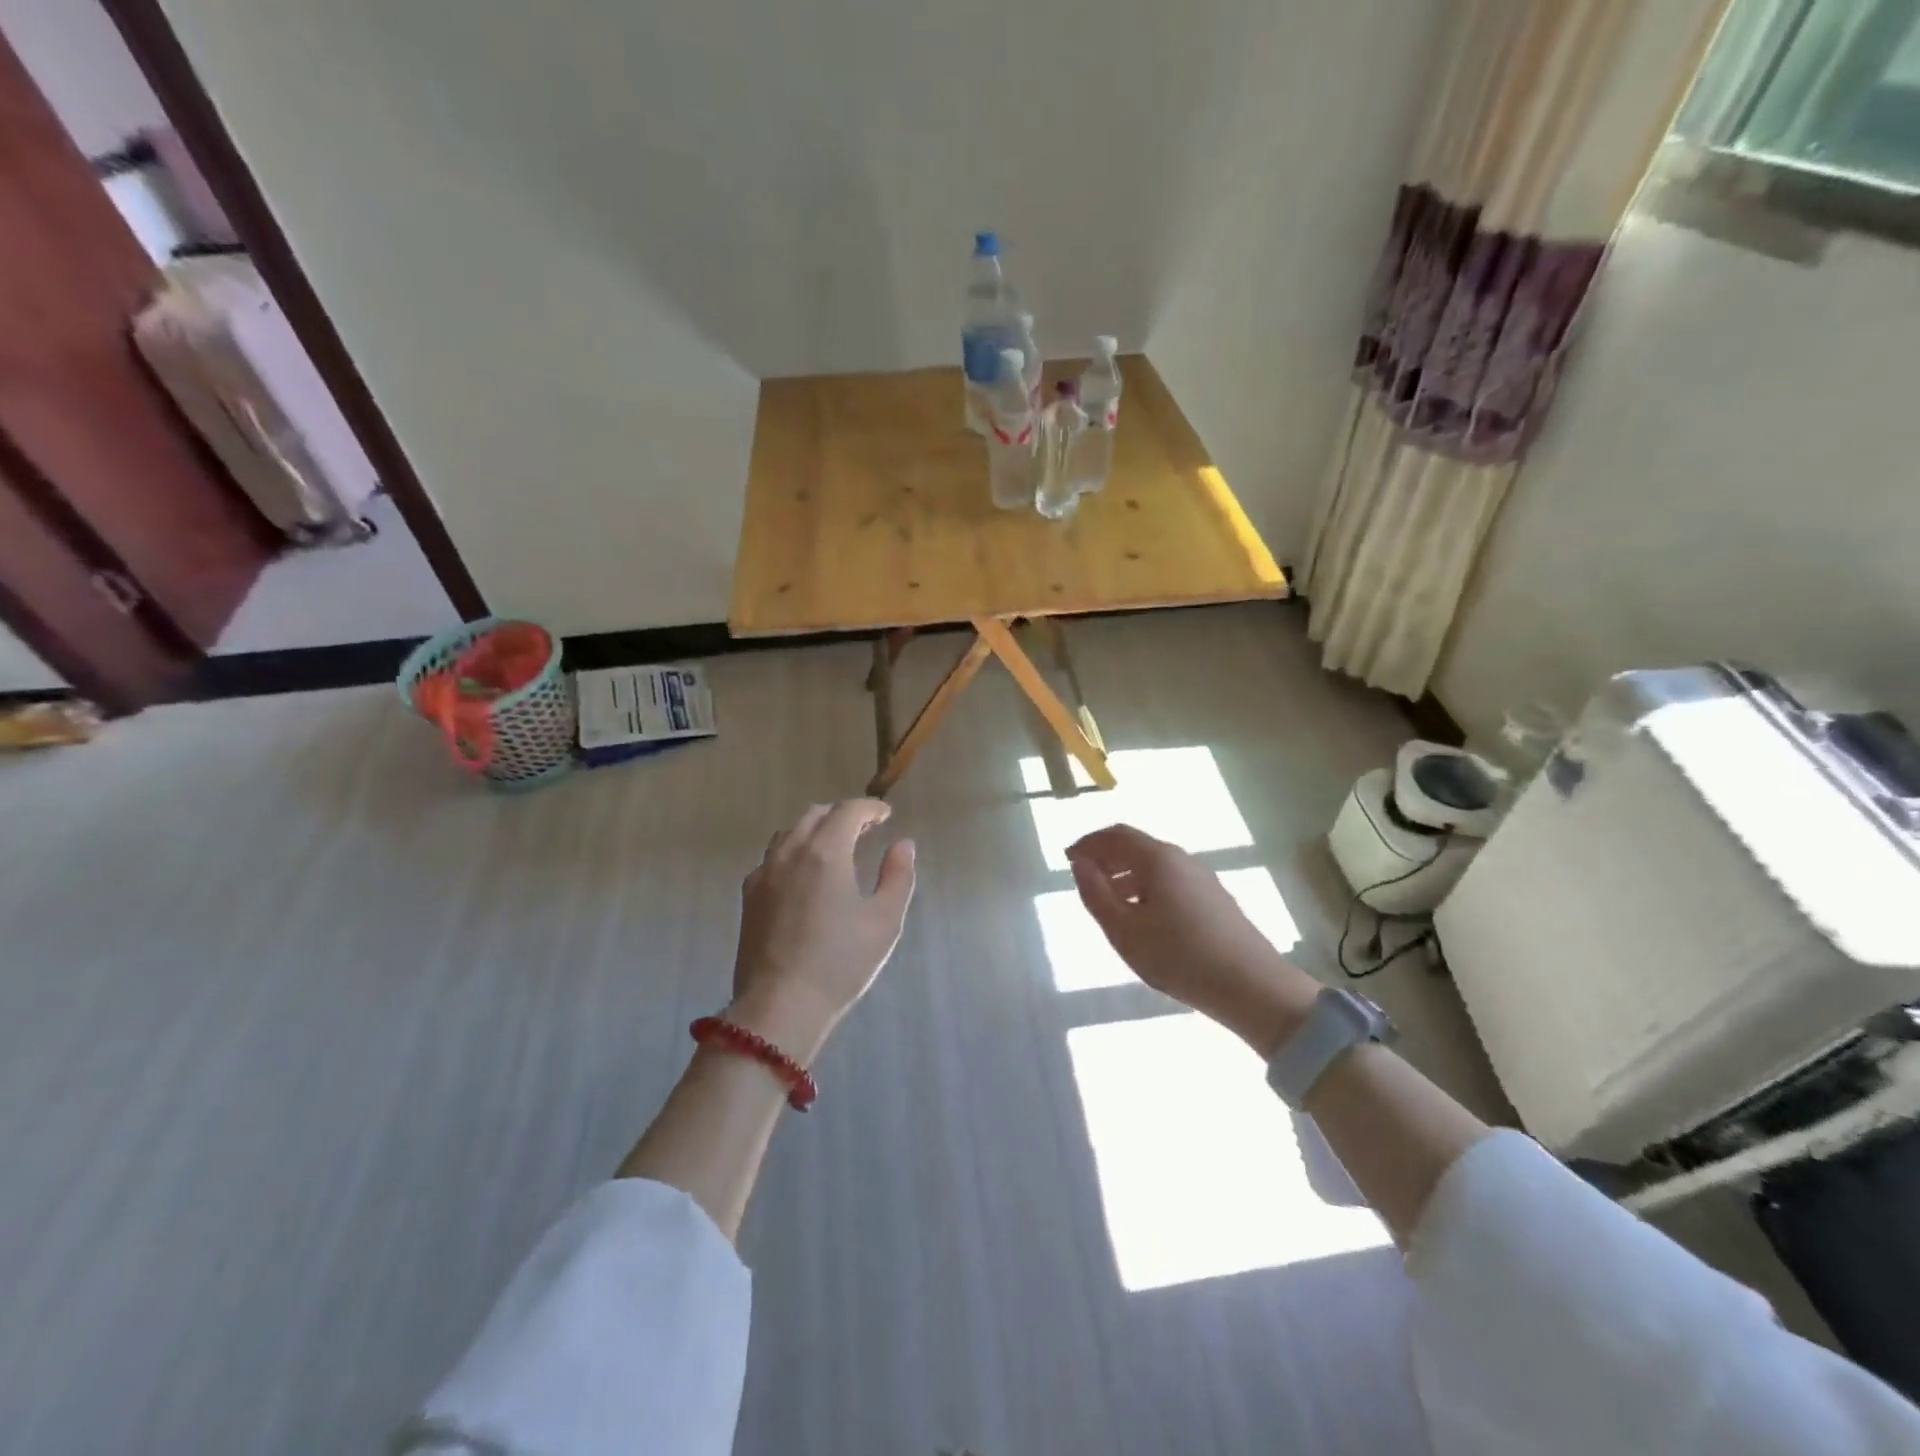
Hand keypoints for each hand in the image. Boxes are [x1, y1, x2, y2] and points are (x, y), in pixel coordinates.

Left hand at [727, 800, 916, 1063]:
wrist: (779, 1005)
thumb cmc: (840, 963)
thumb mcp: (884, 921)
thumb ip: (897, 876)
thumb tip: (903, 845)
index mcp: (826, 852)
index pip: (848, 811)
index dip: (869, 808)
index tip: (885, 814)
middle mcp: (791, 852)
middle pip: (815, 815)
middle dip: (842, 815)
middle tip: (865, 828)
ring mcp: (764, 873)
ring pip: (790, 833)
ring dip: (815, 830)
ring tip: (834, 847)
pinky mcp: (749, 896)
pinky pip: (773, 857)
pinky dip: (793, 851)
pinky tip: (803, 875)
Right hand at [1067, 825, 1318, 1054]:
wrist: (1251, 987)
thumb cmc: (1178, 956)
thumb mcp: (1123, 931)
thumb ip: (1095, 894)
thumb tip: (1080, 864)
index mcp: (1157, 859)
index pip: (1116, 835)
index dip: (1089, 843)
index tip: (1068, 858)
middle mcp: (1181, 859)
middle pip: (1136, 846)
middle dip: (1106, 857)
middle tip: (1083, 879)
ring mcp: (1202, 878)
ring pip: (1154, 866)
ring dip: (1126, 874)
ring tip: (1108, 902)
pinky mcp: (1214, 899)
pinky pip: (1170, 881)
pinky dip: (1146, 888)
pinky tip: (1142, 917)